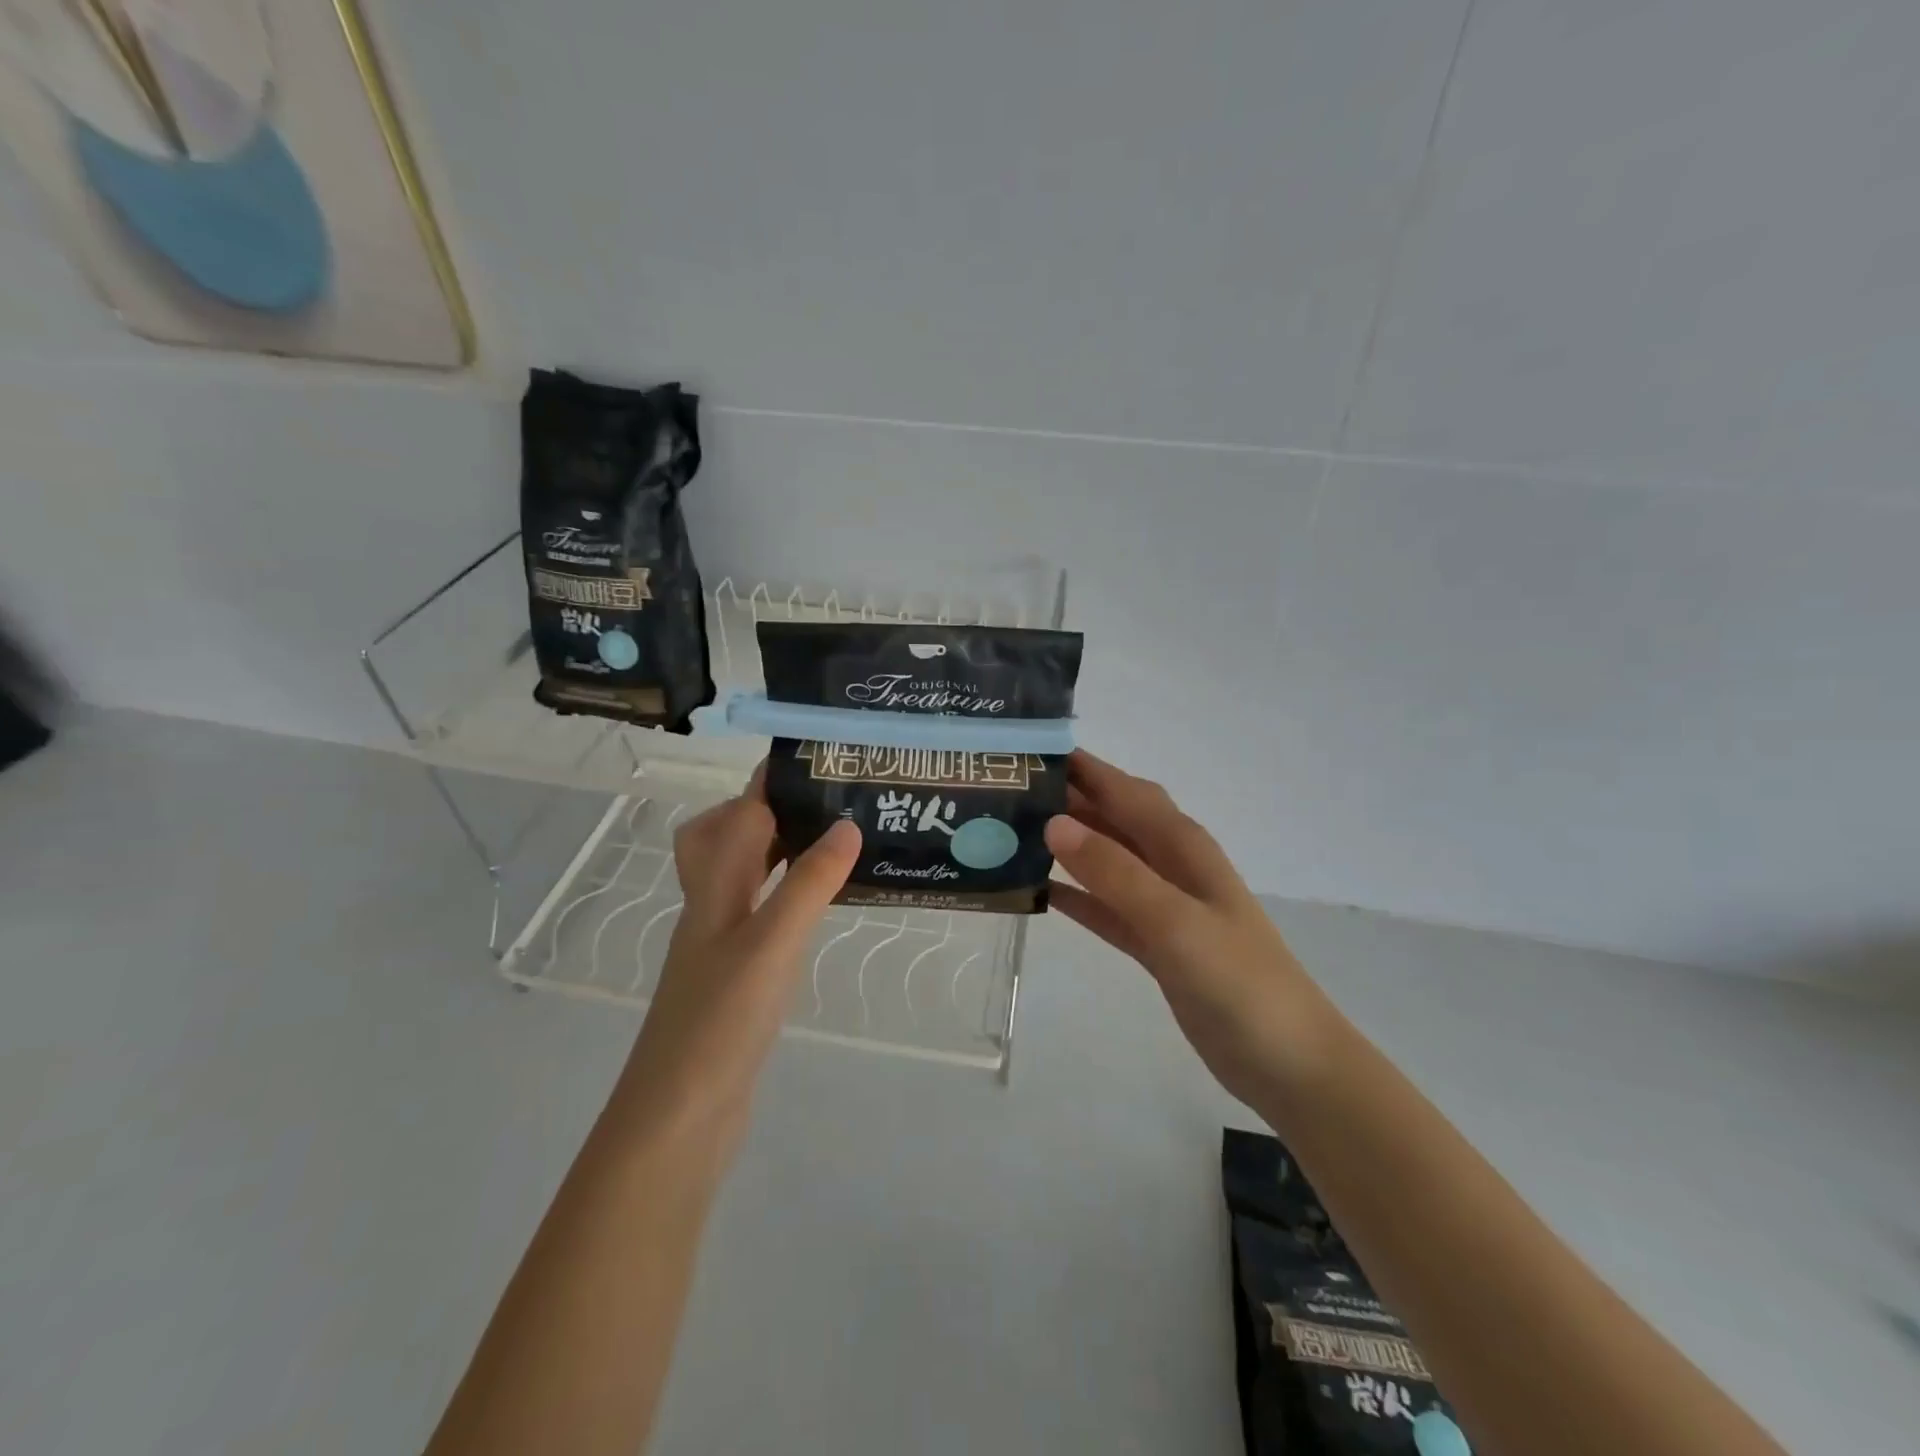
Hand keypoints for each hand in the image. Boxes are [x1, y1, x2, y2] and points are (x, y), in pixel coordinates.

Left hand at [614, 771, 860, 1151]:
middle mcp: (711, 908)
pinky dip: (786, 897)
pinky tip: (816, 909)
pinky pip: (760, 914)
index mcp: (714, 889)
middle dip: (766, 810)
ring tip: (831, 843)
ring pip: (744, 877)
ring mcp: (720, 945)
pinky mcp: (735, 978)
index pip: (737, 815)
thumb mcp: (772, 944)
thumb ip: (809, 884)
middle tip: (823, 801)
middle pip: (725, 839)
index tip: (810, 755)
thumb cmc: (720, 1023)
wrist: (677, 1120)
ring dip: (778, 851)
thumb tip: (846, 824)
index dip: (767, 782)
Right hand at [1045, 751, 1342, 1106]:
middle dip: (1066, 798)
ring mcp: (1163, 904)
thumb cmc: (1238, 982)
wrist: (1288, 1062)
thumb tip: (1053, 823)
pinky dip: (1075, 894)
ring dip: (1066, 843)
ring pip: (1105, 858)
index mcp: (1181, 844)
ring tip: (1010, 832)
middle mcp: (1170, 864)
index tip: (1027, 748)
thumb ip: (1115, 872)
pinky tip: (1038, 890)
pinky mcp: (1154, 942)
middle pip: (1111, 816)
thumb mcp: (1174, 921)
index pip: (1122, 788)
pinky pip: (1104, 906)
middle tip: (1006, 790)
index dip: (1080, 765)